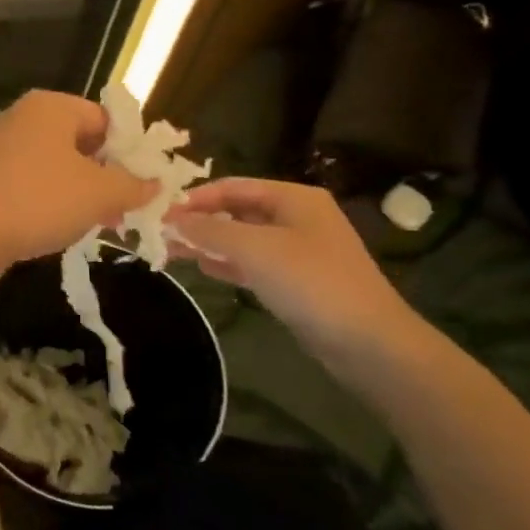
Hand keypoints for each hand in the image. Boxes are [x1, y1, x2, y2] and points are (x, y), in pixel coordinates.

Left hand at [0, 90, 157, 265]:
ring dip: (78, 190)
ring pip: (53, 164)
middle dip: (104, 173)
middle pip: (78, 141)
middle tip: (124, 205)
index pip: (104, 118)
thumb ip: (134, 185)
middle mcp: (20, 117)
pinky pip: (28, 182)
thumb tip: (156, 184)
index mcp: (49, 106)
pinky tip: (60, 227)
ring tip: (98, 221)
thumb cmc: (42, 199)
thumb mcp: (101, 192)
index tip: (143, 182)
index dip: (129, 150)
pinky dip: (48, 199)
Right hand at [166, 177, 420, 366]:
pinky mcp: (298, 281)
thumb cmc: (311, 282)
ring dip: (210, 242)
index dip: (195, 198)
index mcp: (294, 198)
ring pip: (244, 238)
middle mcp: (297, 217)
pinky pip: (254, 263)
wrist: (368, 342)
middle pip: (238, 210)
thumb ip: (209, 230)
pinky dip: (228, 262)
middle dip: (200, 220)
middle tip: (162, 234)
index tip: (161, 214)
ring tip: (174, 251)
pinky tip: (204, 268)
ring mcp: (299, 250)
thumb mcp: (254, 249)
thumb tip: (172, 219)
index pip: (233, 186)